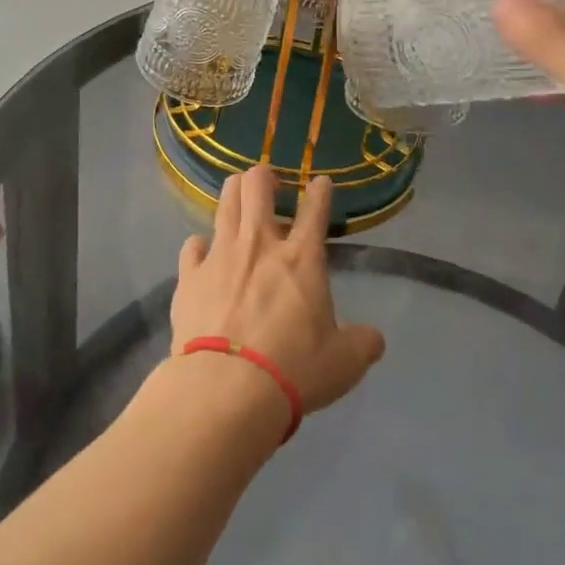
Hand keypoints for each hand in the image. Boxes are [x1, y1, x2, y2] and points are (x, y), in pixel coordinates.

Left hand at [169, 166, 385, 418]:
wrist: (226, 388)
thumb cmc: (293, 369)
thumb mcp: (344, 363)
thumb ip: (362, 344)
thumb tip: (374, 339)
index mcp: (301, 258)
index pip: (315, 209)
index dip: (320, 191)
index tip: (321, 183)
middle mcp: (259, 244)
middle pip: (257, 186)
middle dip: (264, 176)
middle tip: (269, 183)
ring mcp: (220, 255)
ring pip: (224, 204)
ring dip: (233, 193)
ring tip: (238, 193)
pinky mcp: (189, 276)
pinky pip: (192, 246)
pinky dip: (199, 246)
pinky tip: (202, 252)